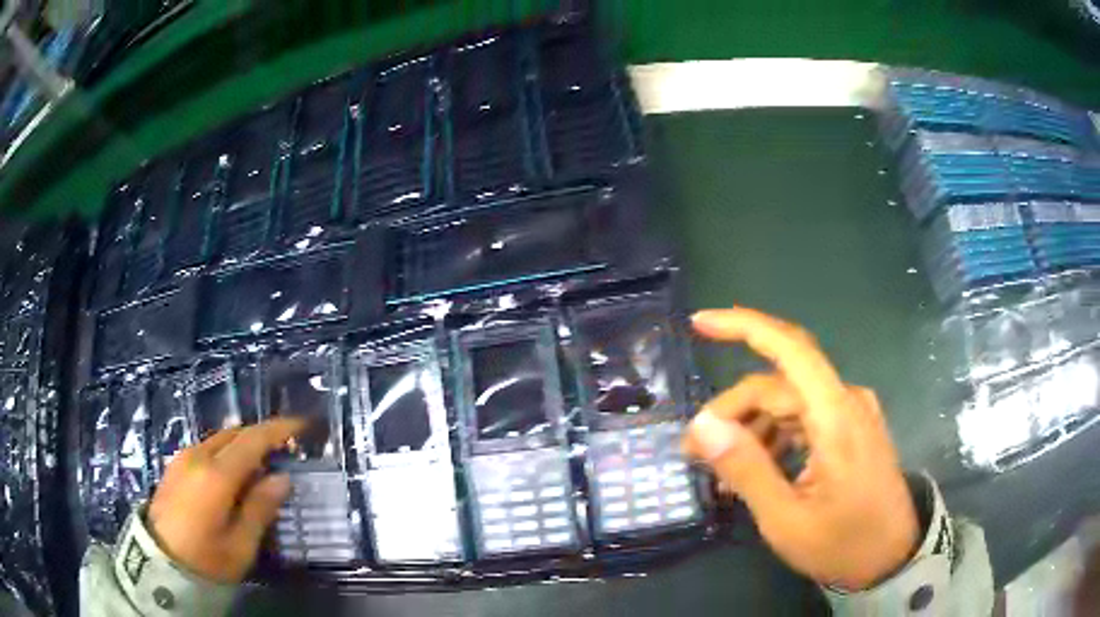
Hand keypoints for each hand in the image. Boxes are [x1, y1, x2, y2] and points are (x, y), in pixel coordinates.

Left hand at [147, 418, 306, 582]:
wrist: (159, 562)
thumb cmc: (206, 560)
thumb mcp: (240, 545)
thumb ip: (260, 508)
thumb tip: (281, 479)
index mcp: (216, 475)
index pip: (252, 440)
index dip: (279, 430)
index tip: (302, 426)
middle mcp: (197, 456)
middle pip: (234, 434)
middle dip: (261, 436)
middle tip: (285, 451)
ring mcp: (182, 459)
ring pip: (219, 440)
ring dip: (242, 445)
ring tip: (261, 466)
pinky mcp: (174, 466)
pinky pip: (206, 449)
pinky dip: (225, 452)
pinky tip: (232, 474)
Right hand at [683, 308, 918, 590]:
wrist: (891, 556)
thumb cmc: (842, 544)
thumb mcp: (786, 519)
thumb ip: (746, 468)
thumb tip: (702, 425)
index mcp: (836, 416)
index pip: (790, 348)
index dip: (743, 326)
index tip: (699, 324)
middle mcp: (846, 401)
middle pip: (777, 385)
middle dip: (732, 411)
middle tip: (694, 451)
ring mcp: (851, 413)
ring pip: (788, 402)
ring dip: (751, 427)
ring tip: (722, 471)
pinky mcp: (851, 428)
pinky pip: (804, 418)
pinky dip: (774, 436)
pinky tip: (756, 468)